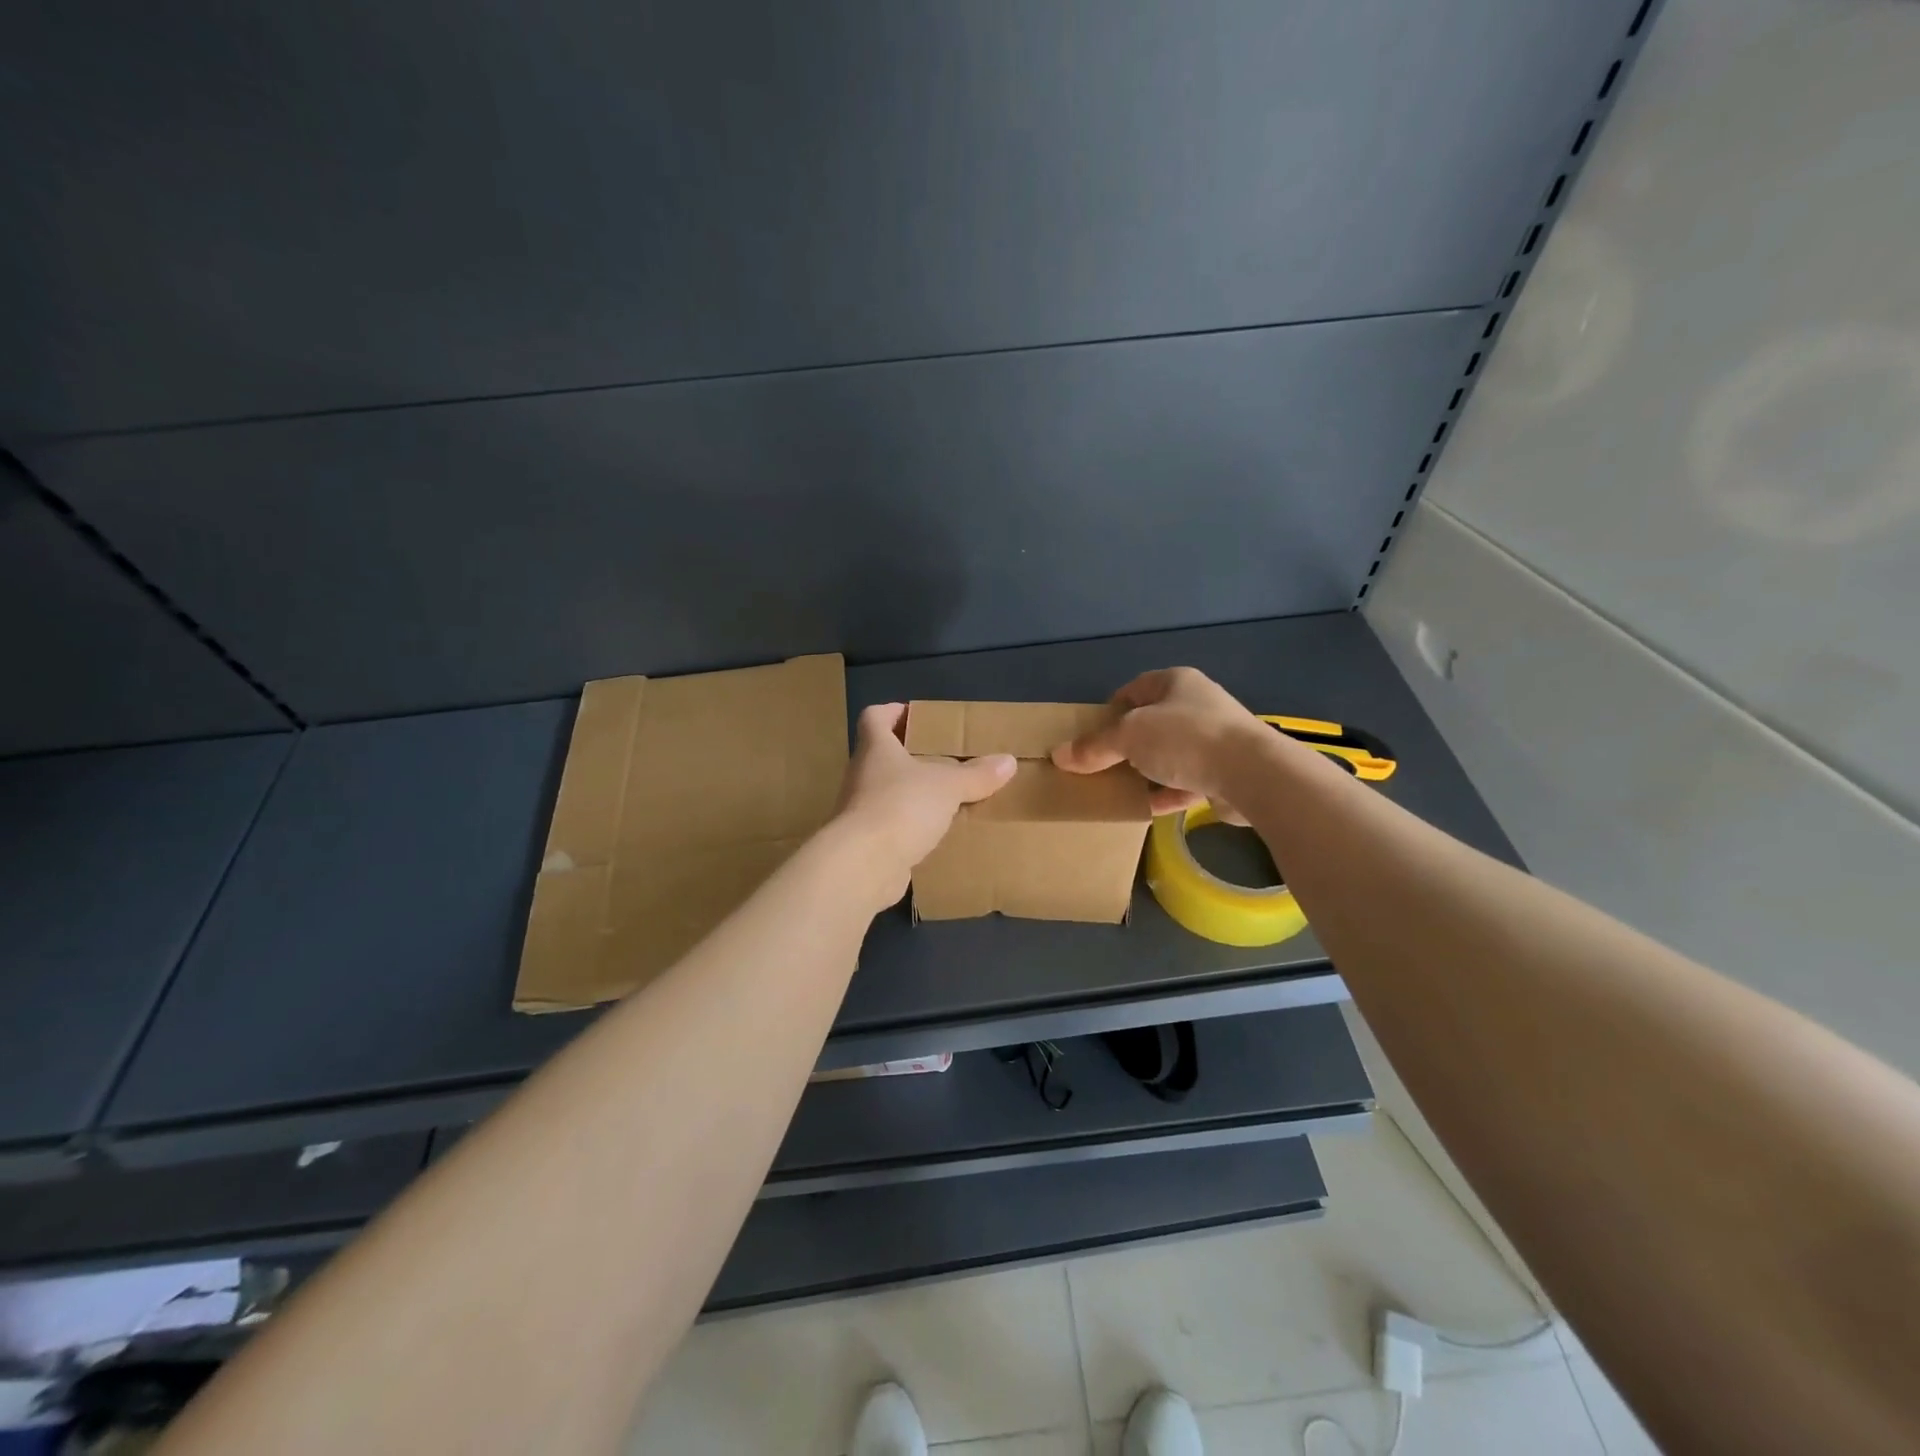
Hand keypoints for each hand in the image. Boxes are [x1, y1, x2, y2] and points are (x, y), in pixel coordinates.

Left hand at [831, 703, 1015, 905]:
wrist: (863, 865)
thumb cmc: (902, 807)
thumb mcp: (948, 786)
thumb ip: (976, 775)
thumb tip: (1008, 761)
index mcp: (875, 749)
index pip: (874, 718)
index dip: (892, 712)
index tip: (916, 717)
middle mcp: (862, 775)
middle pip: (882, 756)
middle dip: (911, 756)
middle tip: (944, 758)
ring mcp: (860, 811)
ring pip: (887, 793)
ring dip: (912, 793)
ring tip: (946, 797)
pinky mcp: (866, 843)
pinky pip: (891, 826)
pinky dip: (910, 827)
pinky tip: (935, 834)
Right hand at [1051, 667, 1263, 818]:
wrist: (1253, 774)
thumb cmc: (1186, 739)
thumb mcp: (1129, 736)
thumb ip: (1095, 746)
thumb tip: (1059, 755)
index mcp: (1177, 683)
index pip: (1135, 689)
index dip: (1110, 709)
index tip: (1091, 733)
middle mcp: (1198, 706)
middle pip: (1151, 724)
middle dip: (1125, 744)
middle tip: (1099, 764)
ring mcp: (1215, 741)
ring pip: (1168, 755)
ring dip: (1145, 771)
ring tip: (1116, 789)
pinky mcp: (1225, 774)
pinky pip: (1185, 782)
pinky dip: (1165, 794)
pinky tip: (1142, 809)